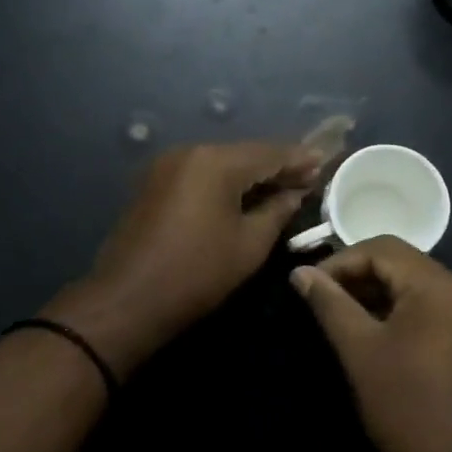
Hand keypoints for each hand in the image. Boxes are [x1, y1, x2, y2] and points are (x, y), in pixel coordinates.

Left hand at [46, 142, 319, 372]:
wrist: (127, 299)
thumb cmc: (197, 273)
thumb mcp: (249, 244)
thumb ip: (278, 210)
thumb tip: (296, 193)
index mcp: (216, 161)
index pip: (269, 152)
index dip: (299, 159)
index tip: (324, 163)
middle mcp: (190, 151)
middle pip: (244, 153)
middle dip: (276, 166)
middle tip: (308, 178)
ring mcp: (167, 165)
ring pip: (221, 162)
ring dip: (250, 174)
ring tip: (281, 187)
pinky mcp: (154, 183)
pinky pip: (200, 174)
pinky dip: (224, 182)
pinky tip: (244, 195)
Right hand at [289, 237, 451, 451]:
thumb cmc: (404, 406)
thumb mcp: (359, 350)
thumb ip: (329, 303)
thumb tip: (300, 272)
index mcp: (442, 288)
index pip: (385, 249)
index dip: (342, 261)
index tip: (312, 285)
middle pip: (406, 265)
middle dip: (362, 276)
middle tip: (325, 298)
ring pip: (422, 288)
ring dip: (383, 294)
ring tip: (347, 316)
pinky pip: (439, 311)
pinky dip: (407, 313)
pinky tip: (381, 334)